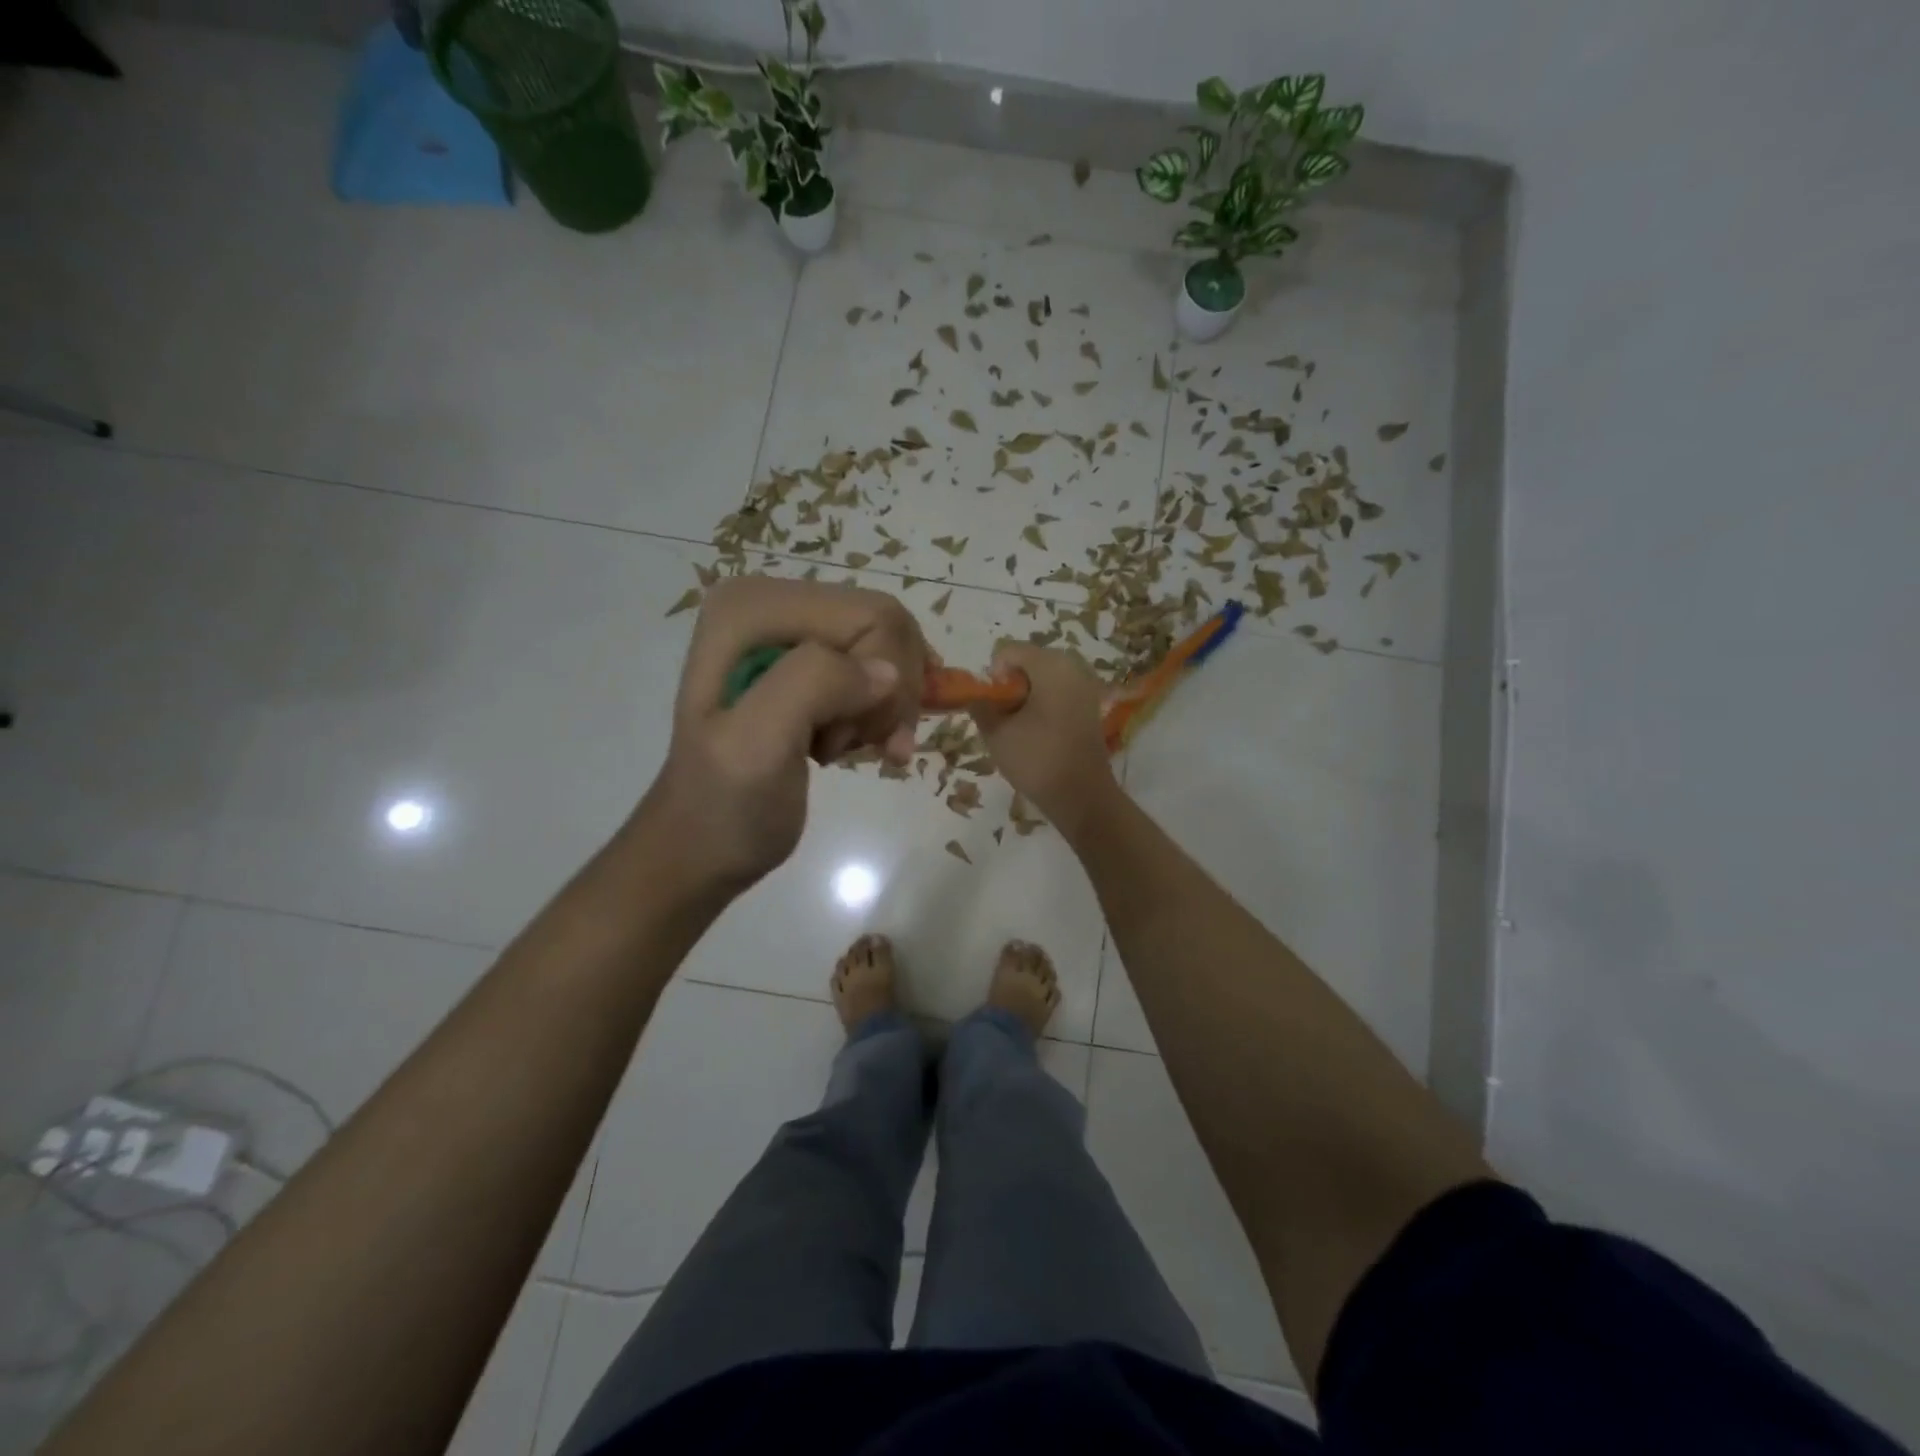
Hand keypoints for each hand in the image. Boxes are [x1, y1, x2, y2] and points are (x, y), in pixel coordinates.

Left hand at [638, 575, 929, 892]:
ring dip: (886, 707)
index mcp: (751, 608)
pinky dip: (883, 711)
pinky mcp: (805, 661)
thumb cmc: (725, 808)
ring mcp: (789, 631)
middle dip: (889, 694)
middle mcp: (770, 602)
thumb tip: (888, 674)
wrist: (699, 851)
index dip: (887, 680)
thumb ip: (813, 685)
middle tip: (858, 746)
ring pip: (888, 648)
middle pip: (885, 625)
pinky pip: (878, 665)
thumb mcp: (757, 746)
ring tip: (848, 749)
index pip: (871, 617)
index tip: (851, 741)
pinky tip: (865, 743)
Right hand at [968, 644, 1118, 833]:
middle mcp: (1072, 665)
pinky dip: (1043, 706)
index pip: (1007, 652)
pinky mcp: (1090, 705)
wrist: (1082, 796)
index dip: (993, 677)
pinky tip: (1038, 734)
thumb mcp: (996, 732)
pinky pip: (1058, 693)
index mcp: (1050, 664)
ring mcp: (1086, 685)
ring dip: (1025, 698)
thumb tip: (978, 696)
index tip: (994, 707)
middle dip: (1010, 687)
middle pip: (1027, 662)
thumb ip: (980, 705)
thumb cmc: (1037, 759)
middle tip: (1005, 720)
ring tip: (1020, 729)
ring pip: (1042, 679)